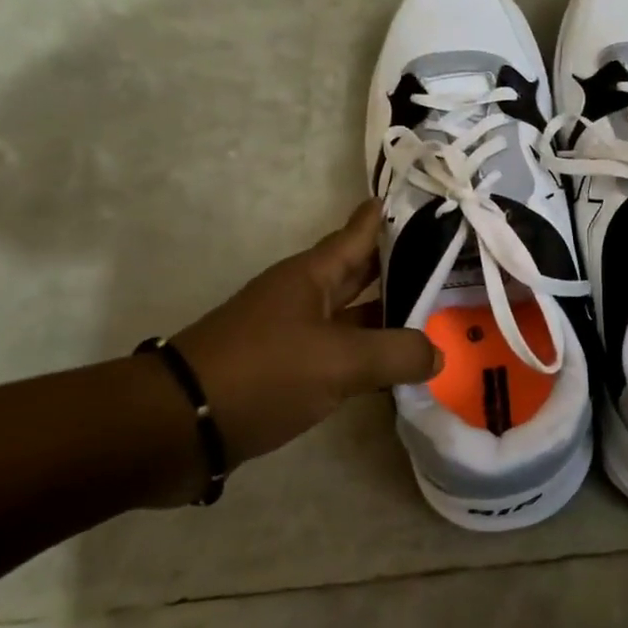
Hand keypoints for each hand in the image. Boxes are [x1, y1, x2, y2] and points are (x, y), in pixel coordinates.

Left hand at [167, 202, 439, 477]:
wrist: (175, 428)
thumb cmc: (261, 373)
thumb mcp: (339, 361)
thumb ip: (396, 353)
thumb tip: (438, 352)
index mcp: (313, 274)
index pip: (362, 230)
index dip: (393, 214)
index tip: (430, 200)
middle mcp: (304, 295)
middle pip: (362, 271)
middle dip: (403, 265)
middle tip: (452, 262)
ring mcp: (293, 333)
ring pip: (353, 315)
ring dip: (389, 315)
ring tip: (438, 315)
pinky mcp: (286, 370)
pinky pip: (340, 353)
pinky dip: (369, 355)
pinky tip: (396, 368)